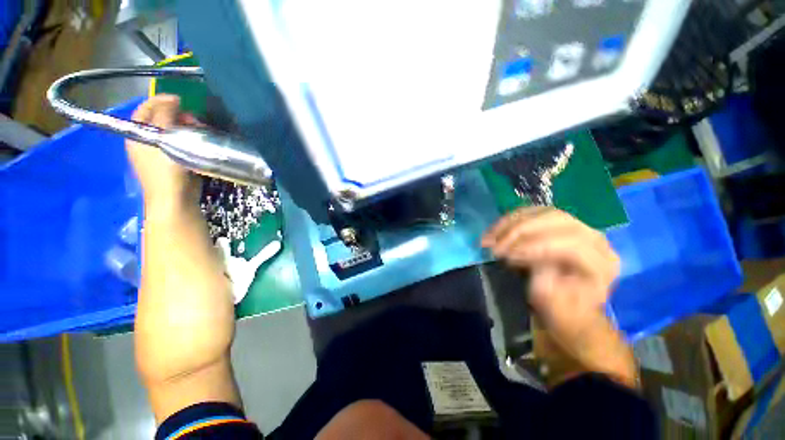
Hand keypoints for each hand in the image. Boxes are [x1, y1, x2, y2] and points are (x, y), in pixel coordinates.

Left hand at [126, 95, 201, 210]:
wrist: (175, 199)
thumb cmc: (165, 170)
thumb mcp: (163, 139)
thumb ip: (164, 117)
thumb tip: (171, 99)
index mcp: (137, 134)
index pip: (145, 109)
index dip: (161, 100)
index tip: (181, 100)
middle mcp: (146, 140)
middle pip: (160, 119)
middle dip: (177, 115)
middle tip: (193, 120)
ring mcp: (160, 152)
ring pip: (173, 131)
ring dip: (186, 128)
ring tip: (199, 131)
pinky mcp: (174, 161)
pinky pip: (181, 143)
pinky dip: (190, 139)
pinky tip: (200, 141)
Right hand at [483, 207, 632, 385]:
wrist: (570, 309)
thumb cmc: (565, 314)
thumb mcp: (557, 308)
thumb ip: (548, 286)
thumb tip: (531, 261)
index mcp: (603, 263)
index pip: (571, 244)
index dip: (535, 246)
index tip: (505, 255)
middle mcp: (594, 239)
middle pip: (556, 220)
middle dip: (519, 231)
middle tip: (494, 246)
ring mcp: (577, 226)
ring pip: (542, 212)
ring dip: (510, 223)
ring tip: (489, 237)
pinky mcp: (559, 223)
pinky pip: (533, 212)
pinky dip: (511, 219)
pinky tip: (496, 229)